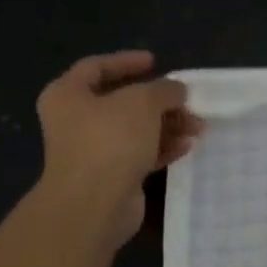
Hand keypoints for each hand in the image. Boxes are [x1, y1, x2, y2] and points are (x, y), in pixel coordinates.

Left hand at [35, 52, 201, 248]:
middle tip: (187, 101)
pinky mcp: (110, 177)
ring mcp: (92, 151)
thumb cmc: (110, 140)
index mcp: (68, 95)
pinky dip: (161, 148)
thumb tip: (177, 90)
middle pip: (122, 102)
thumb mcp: (142, 102)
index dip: (127, 61)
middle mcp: (75, 121)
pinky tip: (186, 146)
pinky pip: (139, 155)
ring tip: (198, 127)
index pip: (96, 67)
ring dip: (167, 125)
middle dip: (159, 101)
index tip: (156, 61)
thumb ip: (164, 89)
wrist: (93, 205)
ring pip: (134, 130)